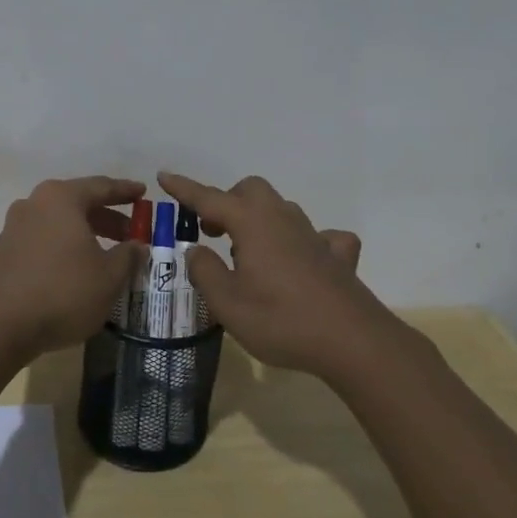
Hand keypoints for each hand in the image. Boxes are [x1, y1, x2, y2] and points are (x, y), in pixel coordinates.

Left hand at [0, 176, 146, 356]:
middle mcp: (31, 205)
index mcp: (61, 199)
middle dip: (103, 218)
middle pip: (74, 205)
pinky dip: (42, 257)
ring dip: (72, 236)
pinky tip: (48, 272)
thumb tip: (137, 245)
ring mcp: (8, 231)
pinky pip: (26, 250)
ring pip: (48, 226)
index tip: (143, 193)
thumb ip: (128, 255)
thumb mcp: (110, 276)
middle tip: (126, 235)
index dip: (125, 191)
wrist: (2, 328)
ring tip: (93, 256)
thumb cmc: (65, 292)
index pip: (101, 187)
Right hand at [159, 171, 395, 379]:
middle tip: (212, 230)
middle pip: (251, 191)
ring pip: (281, 209)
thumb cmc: (281, 320)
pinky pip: (320, 237)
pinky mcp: (337, 257)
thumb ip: (205, 272)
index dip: (185, 189)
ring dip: (259, 219)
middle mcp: (283, 219)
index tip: (164, 176)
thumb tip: (196, 250)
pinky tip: (302, 261)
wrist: (352, 341)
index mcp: (252, 223)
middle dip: (227, 202)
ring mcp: (314, 235)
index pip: (210, 198)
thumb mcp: (228, 303)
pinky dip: (304, 242)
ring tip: (247, 251)